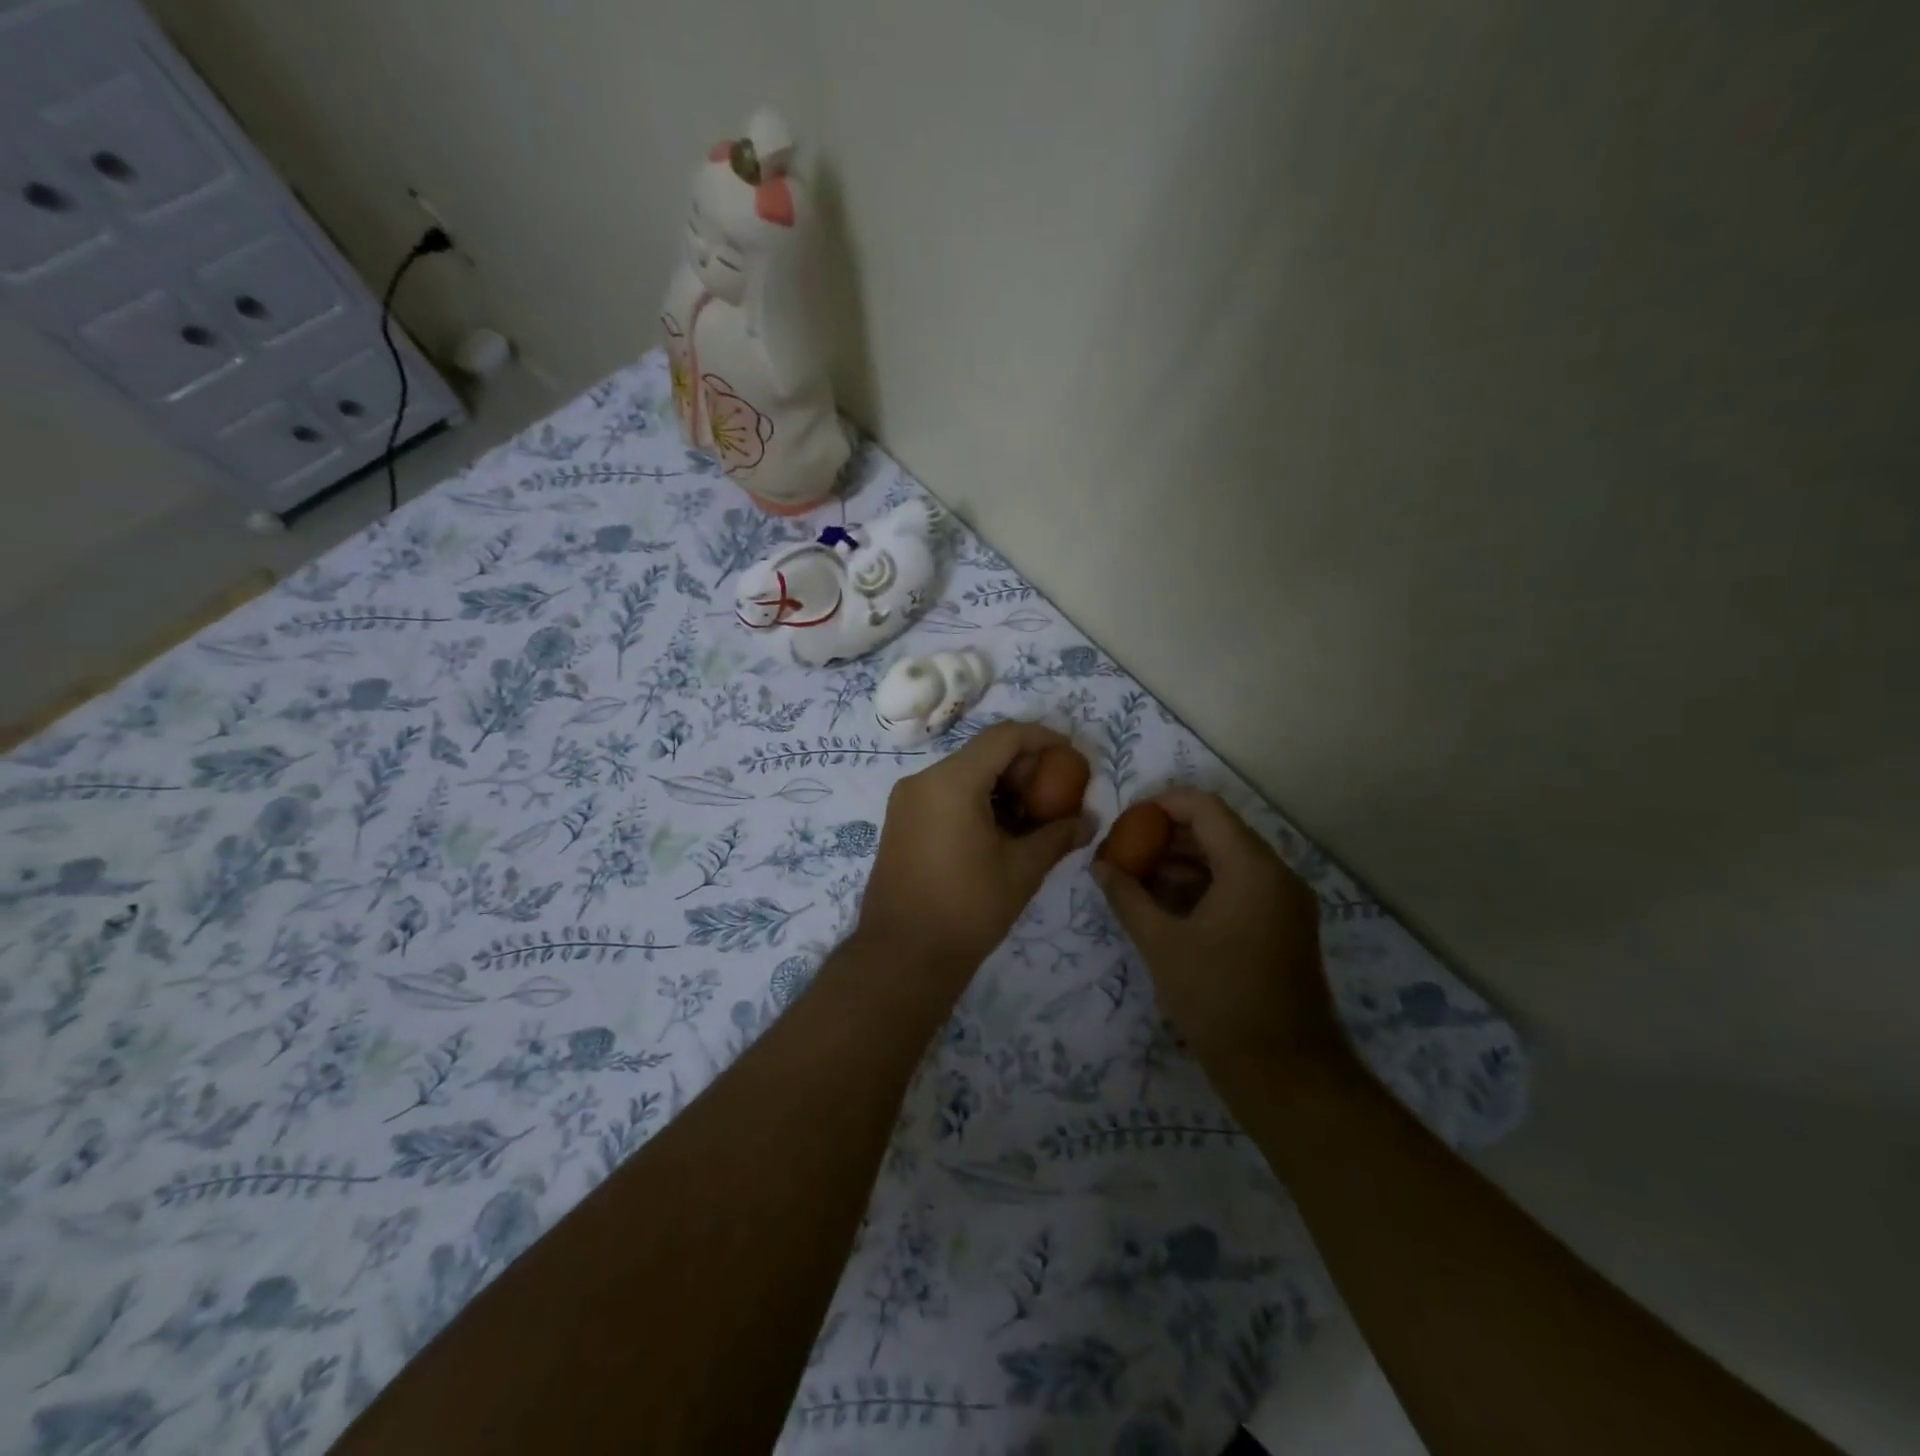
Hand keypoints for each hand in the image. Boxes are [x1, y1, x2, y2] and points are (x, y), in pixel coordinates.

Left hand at [856, 721, 1090, 988]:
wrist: (902, 957)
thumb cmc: (967, 910)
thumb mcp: (1022, 870)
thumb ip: (1058, 836)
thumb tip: (1089, 821)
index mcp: (951, 782)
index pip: (1005, 737)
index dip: (1044, 739)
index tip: (1072, 757)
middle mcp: (923, 780)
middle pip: (983, 753)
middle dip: (1024, 768)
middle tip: (1056, 796)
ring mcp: (907, 800)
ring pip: (964, 774)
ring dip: (1001, 787)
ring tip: (1033, 819)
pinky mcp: (901, 821)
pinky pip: (945, 795)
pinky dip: (977, 801)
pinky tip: (1001, 832)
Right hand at [1093, 788, 1342, 1082]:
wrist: (1286, 1075)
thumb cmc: (1219, 1001)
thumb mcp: (1162, 945)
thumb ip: (1127, 897)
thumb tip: (1100, 865)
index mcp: (1251, 868)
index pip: (1204, 808)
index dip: (1161, 805)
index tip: (1125, 820)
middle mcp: (1276, 875)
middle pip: (1218, 832)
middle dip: (1167, 837)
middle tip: (1125, 852)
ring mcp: (1285, 903)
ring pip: (1229, 861)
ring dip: (1184, 864)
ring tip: (1137, 881)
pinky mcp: (1284, 928)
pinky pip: (1241, 888)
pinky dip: (1204, 888)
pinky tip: (1167, 908)